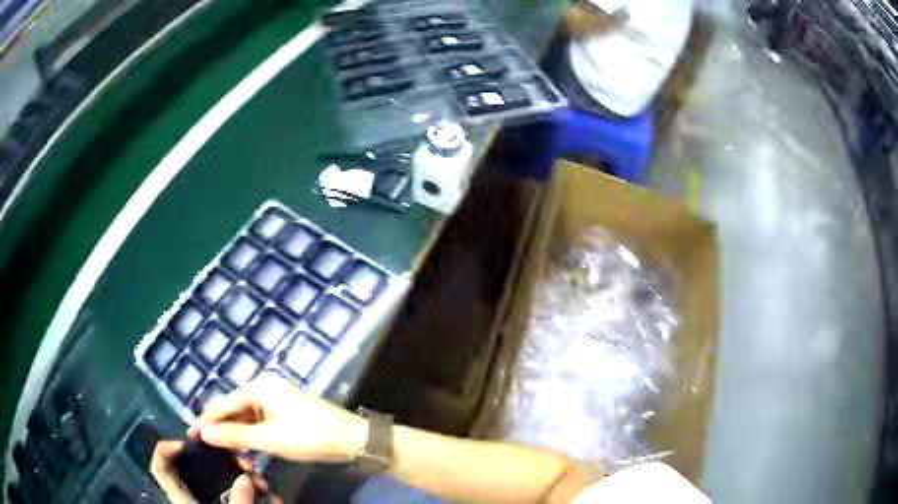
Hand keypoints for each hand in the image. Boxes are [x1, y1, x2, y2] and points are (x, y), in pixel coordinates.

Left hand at [150, 441, 276, 503]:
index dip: (164, 450)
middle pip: (196, 465)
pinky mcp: (230, 503)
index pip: (161, 468)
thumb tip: (246, 478)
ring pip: (222, 476)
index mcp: (184, 500)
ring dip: (242, 474)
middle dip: (220, 457)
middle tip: (240, 458)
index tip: (185, 443)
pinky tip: (268, 492)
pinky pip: (239, 489)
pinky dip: (252, 488)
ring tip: (261, 480)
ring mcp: (214, 500)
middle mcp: (195, 495)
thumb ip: (239, 502)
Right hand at [189, 373, 366, 461]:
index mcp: (259, 388)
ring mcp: (276, 404)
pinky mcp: (285, 417)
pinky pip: (260, 426)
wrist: (352, 440)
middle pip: (235, 412)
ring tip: (226, 455)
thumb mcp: (269, 438)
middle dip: (223, 431)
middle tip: (208, 450)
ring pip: (247, 421)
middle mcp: (265, 391)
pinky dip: (252, 439)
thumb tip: (204, 433)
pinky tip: (245, 453)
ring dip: (238, 438)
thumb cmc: (310, 435)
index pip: (224, 404)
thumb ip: (235, 435)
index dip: (206, 420)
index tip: (190, 434)